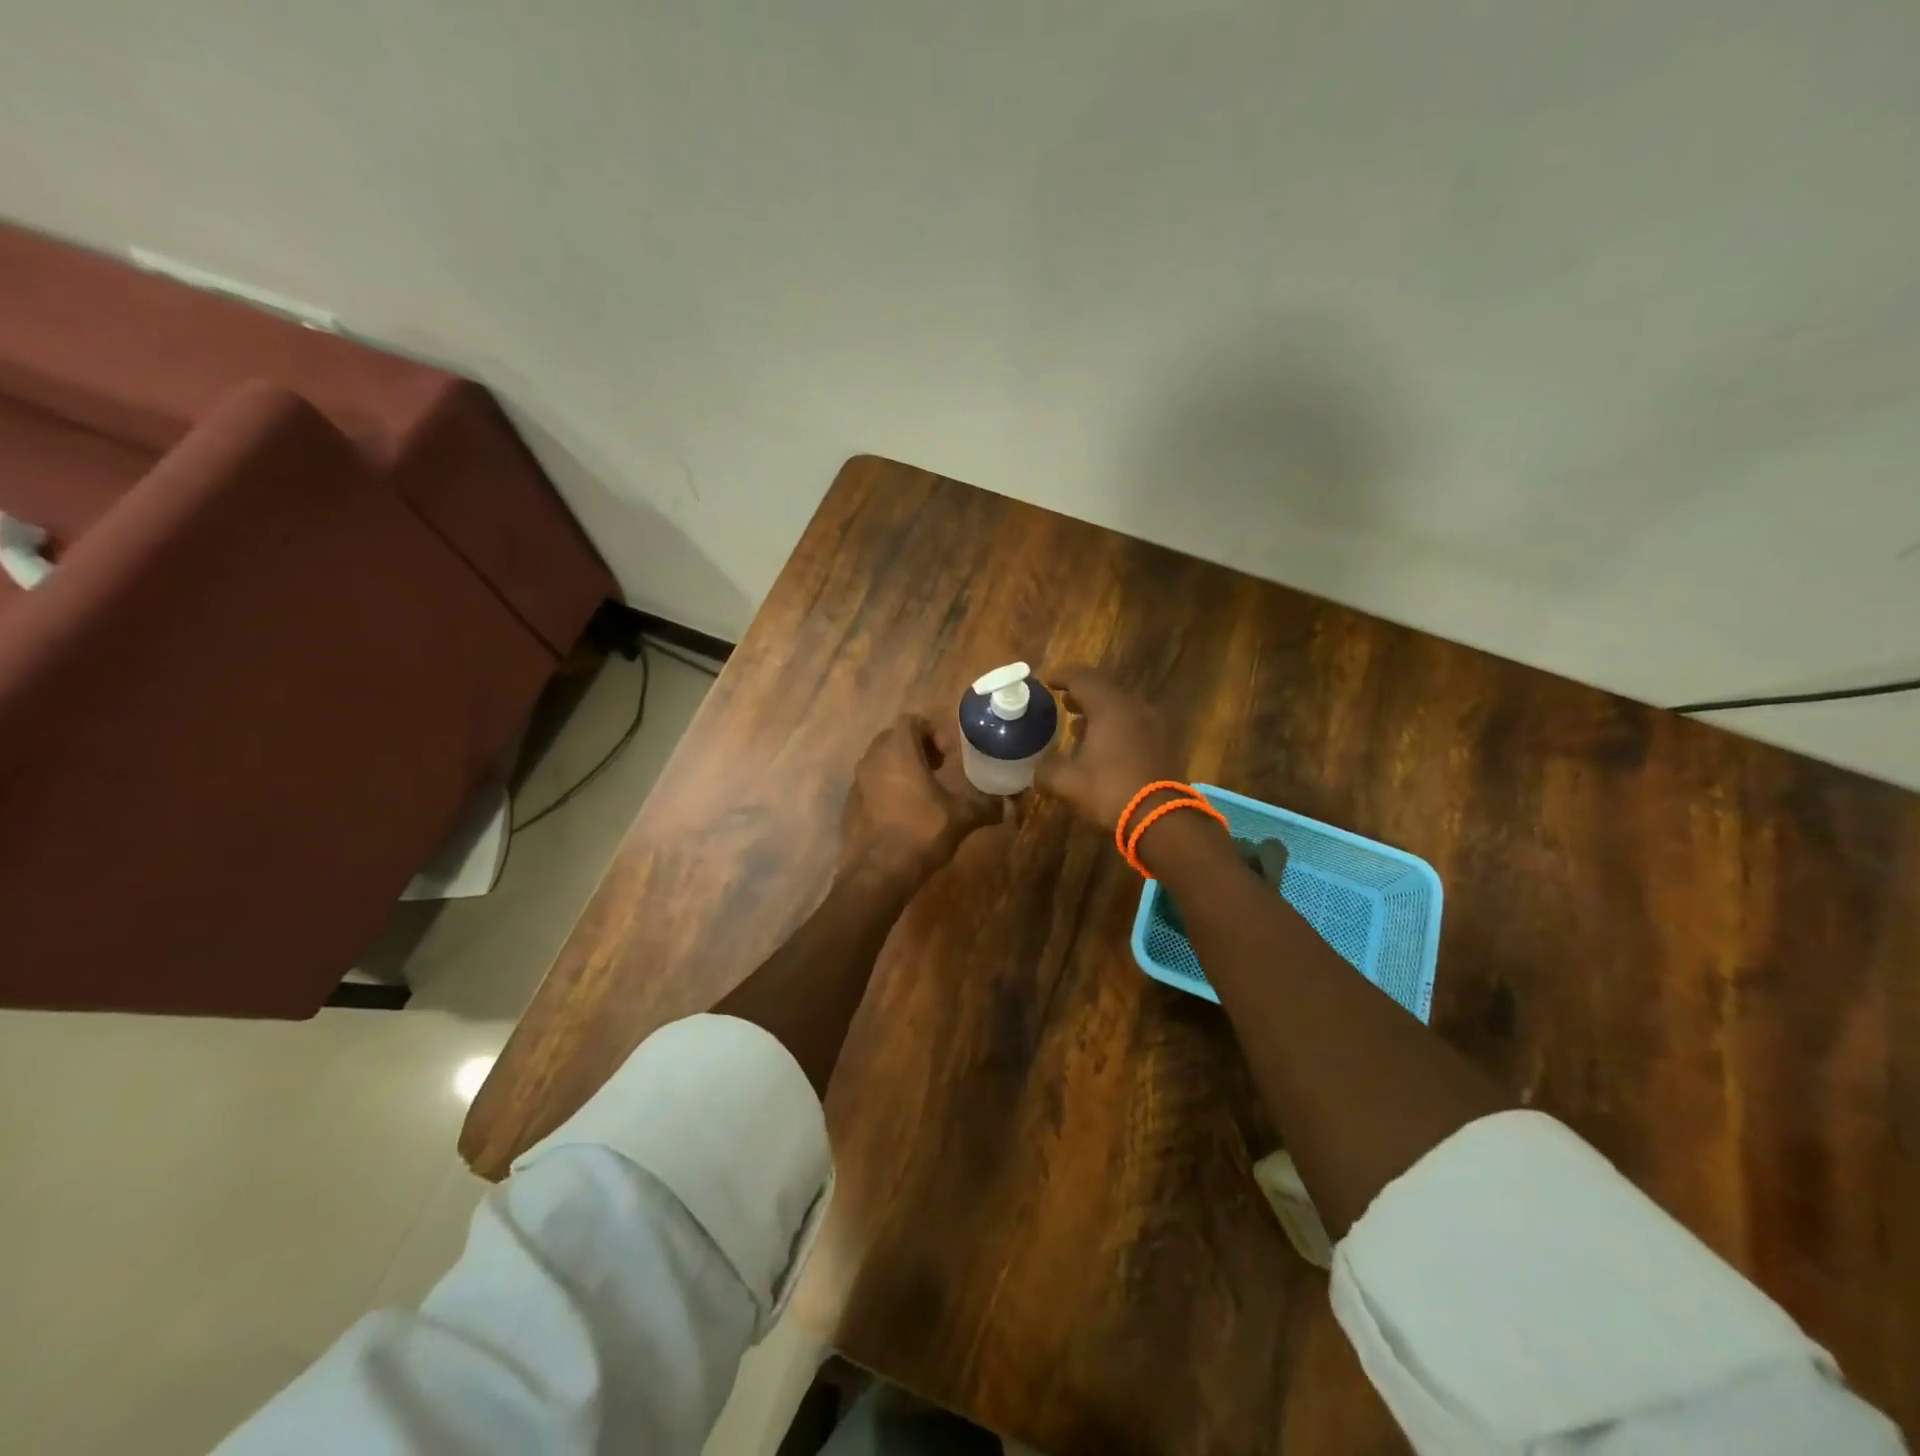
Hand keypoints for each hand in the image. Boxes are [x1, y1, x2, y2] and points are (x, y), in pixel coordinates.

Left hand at [839, 713, 1004, 884]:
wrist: (877, 872)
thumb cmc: (920, 833)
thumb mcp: (961, 818)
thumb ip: (986, 806)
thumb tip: (1009, 806)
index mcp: (898, 751)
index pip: (911, 721)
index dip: (932, 731)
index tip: (948, 755)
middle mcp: (872, 759)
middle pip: (894, 738)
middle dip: (917, 748)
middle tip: (939, 768)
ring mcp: (857, 782)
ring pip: (880, 761)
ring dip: (901, 768)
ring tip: (923, 791)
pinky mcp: (849, 804)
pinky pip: (870, 785)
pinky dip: (886, 789)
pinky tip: (903, 813)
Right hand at [1036, 667, 1183, 829]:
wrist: (1161, 818)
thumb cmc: (1109, 790)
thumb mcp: (1066, 782)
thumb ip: (1046, 771)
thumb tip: (1036, 770)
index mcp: (1109, 707)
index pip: (1082, 679)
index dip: (1062, 676)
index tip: (1047, 680)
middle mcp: (1134, 707)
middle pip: (1104, 690)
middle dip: (1081, 693)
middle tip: (1063, 700)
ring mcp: (1152, 725)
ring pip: (1121, 708)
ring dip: (1099, 712)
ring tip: (1078, 724)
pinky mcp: (1162, 744)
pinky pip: (1133, 725)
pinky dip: (1114, 727)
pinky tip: (1102, 746)